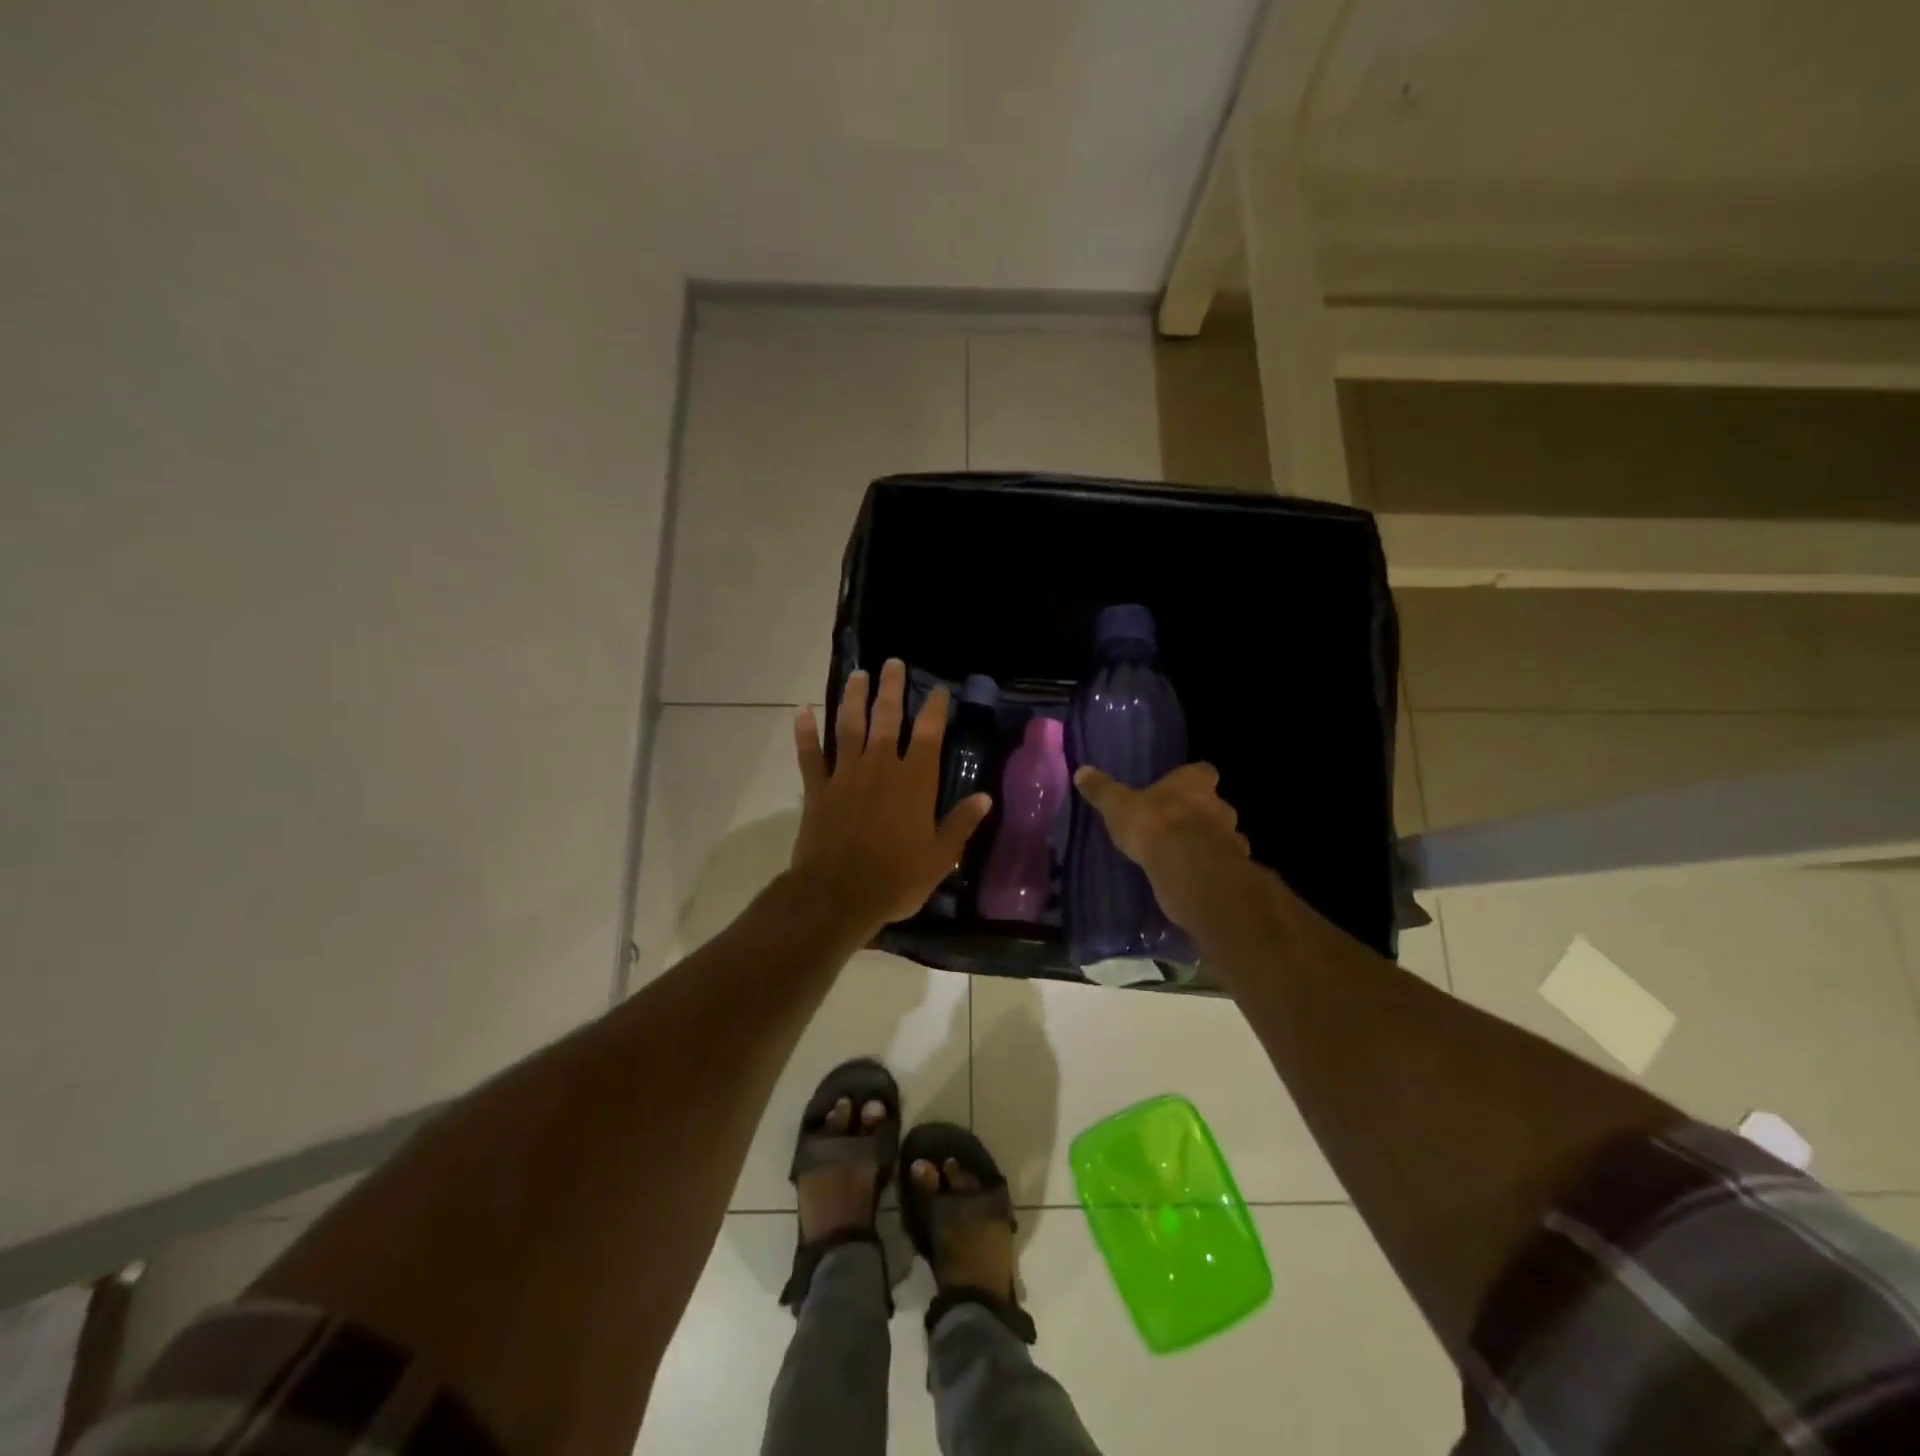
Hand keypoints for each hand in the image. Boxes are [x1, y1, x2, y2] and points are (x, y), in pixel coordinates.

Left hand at [790, 658, 992, 936]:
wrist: (838, 896)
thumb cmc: (896, 879)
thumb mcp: (940, 858)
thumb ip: (961, 824)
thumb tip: (985, 798)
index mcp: (914, 781)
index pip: (928, 733)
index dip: (934, 708)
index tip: (938, 689)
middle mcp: (880, 767)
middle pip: (886, 717)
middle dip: (891, 688)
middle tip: (892, 663)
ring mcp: (845, 775)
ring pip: (849, 726)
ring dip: (853, 698)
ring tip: (858, 675)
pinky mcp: (818, 789)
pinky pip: (809, 755)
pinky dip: (805, 732)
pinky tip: (801, 711)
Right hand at [1073, 762, 1249, 930]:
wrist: (1187, 868)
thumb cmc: (1153, 825)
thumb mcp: (1117, 805)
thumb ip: (1102, 790)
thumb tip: (1081, 771)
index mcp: (1193, 783)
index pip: (1203, 771)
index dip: (1192, 779)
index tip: (1178, 789)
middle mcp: (1219, 805)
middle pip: (1215, 804)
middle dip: (1200, 813)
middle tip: (1176, 825)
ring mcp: (1230, 838)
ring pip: (1224, 836)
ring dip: (1208, 842)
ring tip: (1183, 854)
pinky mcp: (1232, 869)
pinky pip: (1223, 865)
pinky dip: (1210, 868)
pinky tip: (1192, 876)